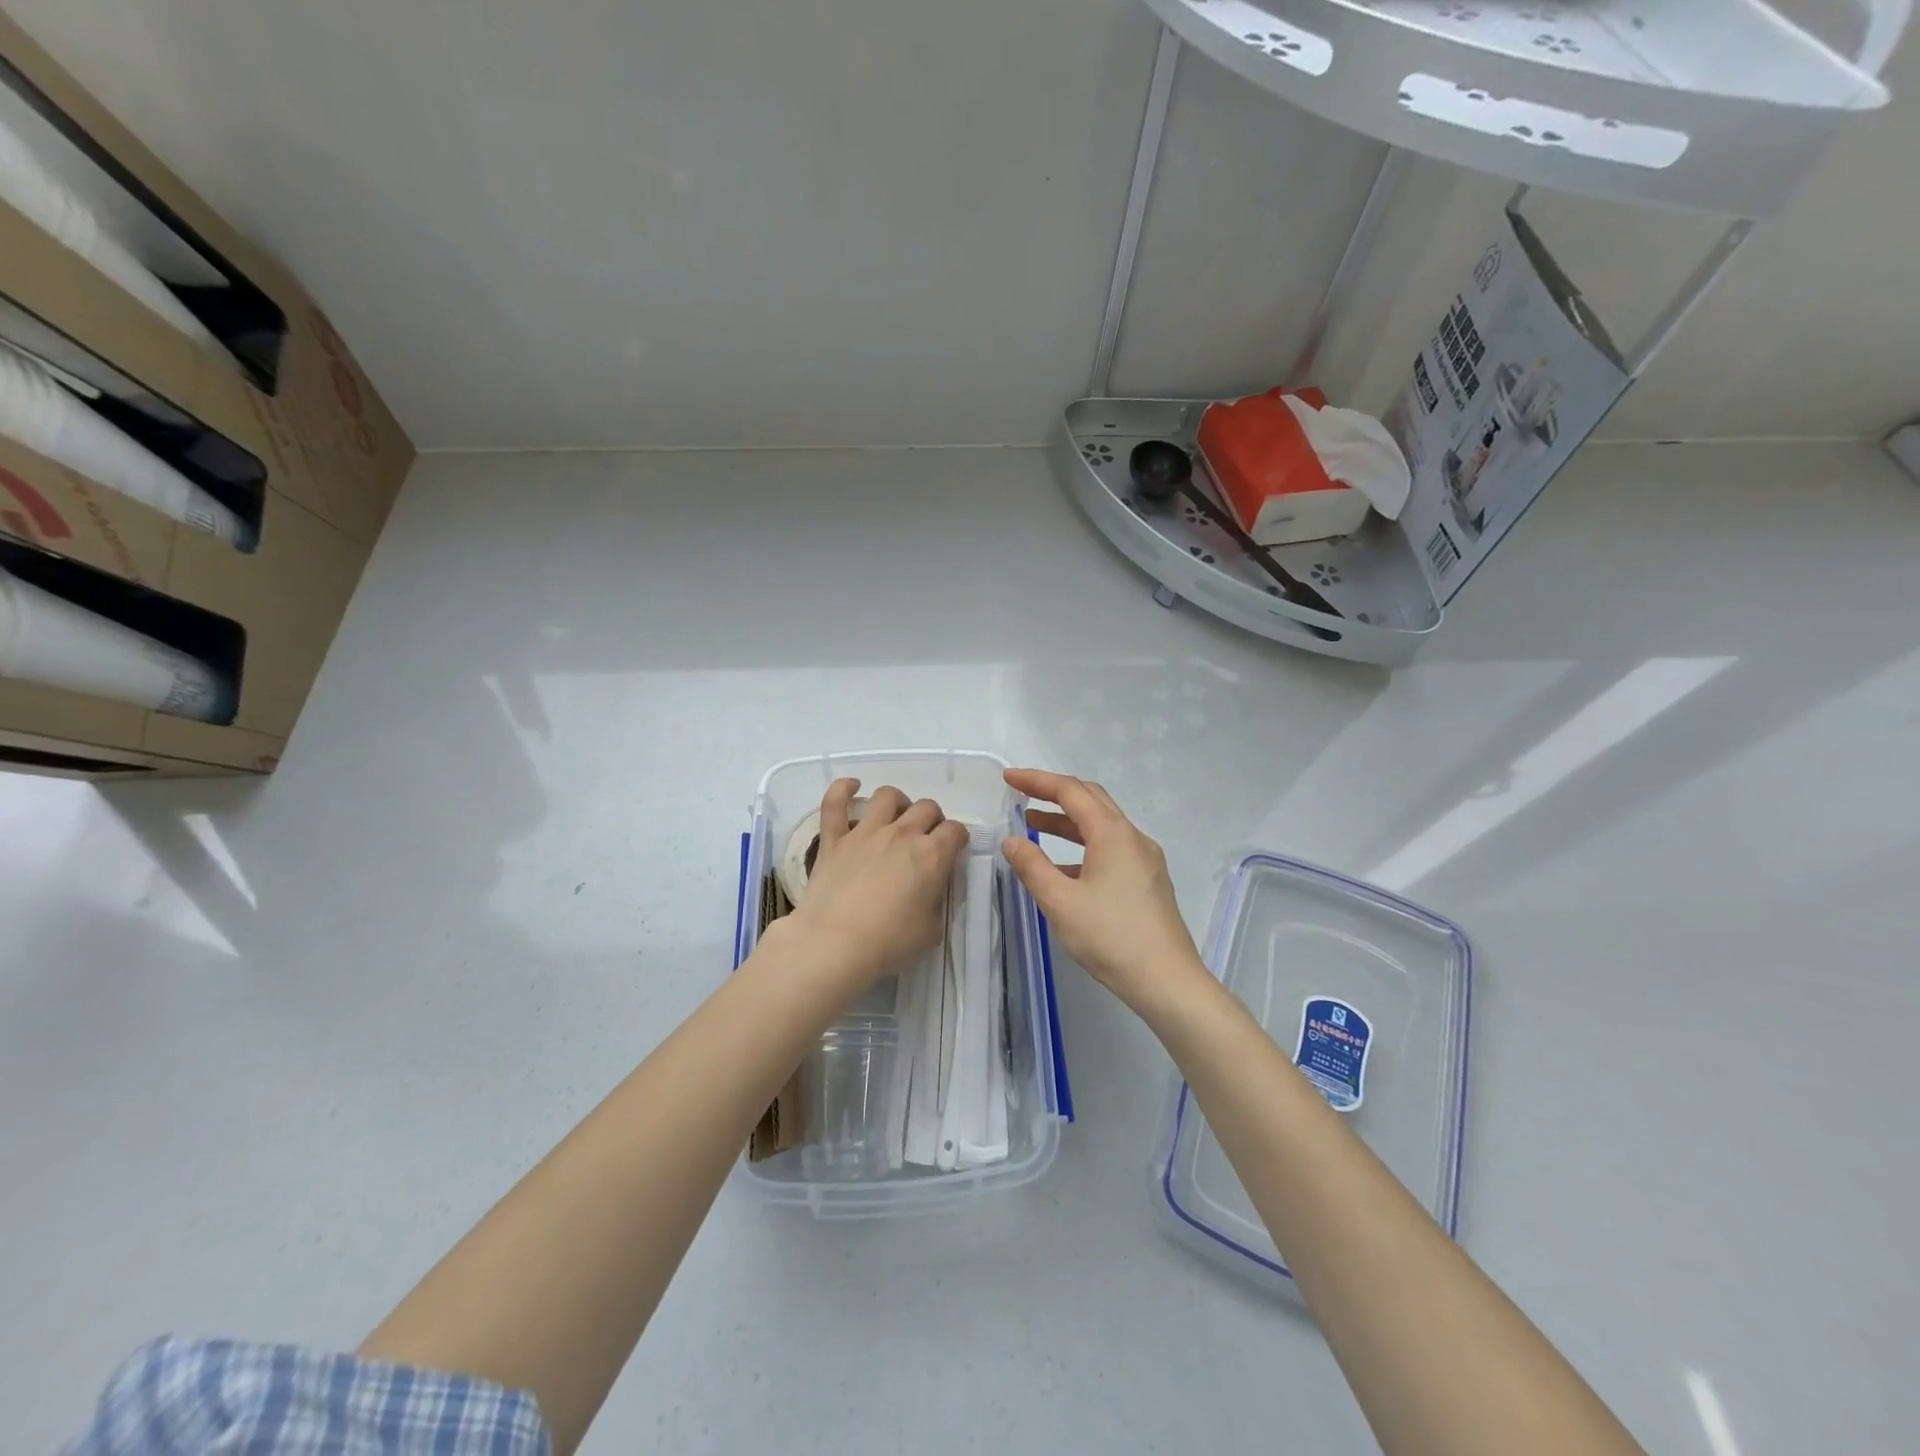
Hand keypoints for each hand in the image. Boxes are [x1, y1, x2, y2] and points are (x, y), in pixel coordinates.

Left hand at [781, 779, 967, 993]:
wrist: (834, 944)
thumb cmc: (889, 943)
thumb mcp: (931, 931)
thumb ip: (938, 902)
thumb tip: (934, 889)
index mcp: (932, 855)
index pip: (955, 830)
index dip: (958, 838)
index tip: (953, 849)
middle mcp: (902, 834)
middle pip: (926, 807)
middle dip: (932, 819)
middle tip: (926, 839)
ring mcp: (865, 832)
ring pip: (888, 796)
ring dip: (898, 802)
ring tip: (896, 817)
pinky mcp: (834, 838)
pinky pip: (835, 802)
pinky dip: (843, 789)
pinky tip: (852, 786)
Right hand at [1001, 769, 1209, 1014]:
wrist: (1167, 981)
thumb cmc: (1111, 937)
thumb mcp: (1061, 902)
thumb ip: (1032, 867)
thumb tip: (1012, 840)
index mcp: (1112, 834)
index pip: (1070, 791)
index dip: (1037, 780)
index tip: (1008, 778)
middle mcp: (1132, 838)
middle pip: (1091, 800)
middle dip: (1054, 793)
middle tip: (1022, 795)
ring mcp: (1144, 860)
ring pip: (1102, 825)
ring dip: (1068, 822)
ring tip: (1033, 827)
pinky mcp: (1148, 881)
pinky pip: (1111, 849)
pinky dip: (1083, 847)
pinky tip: (1063, 869)